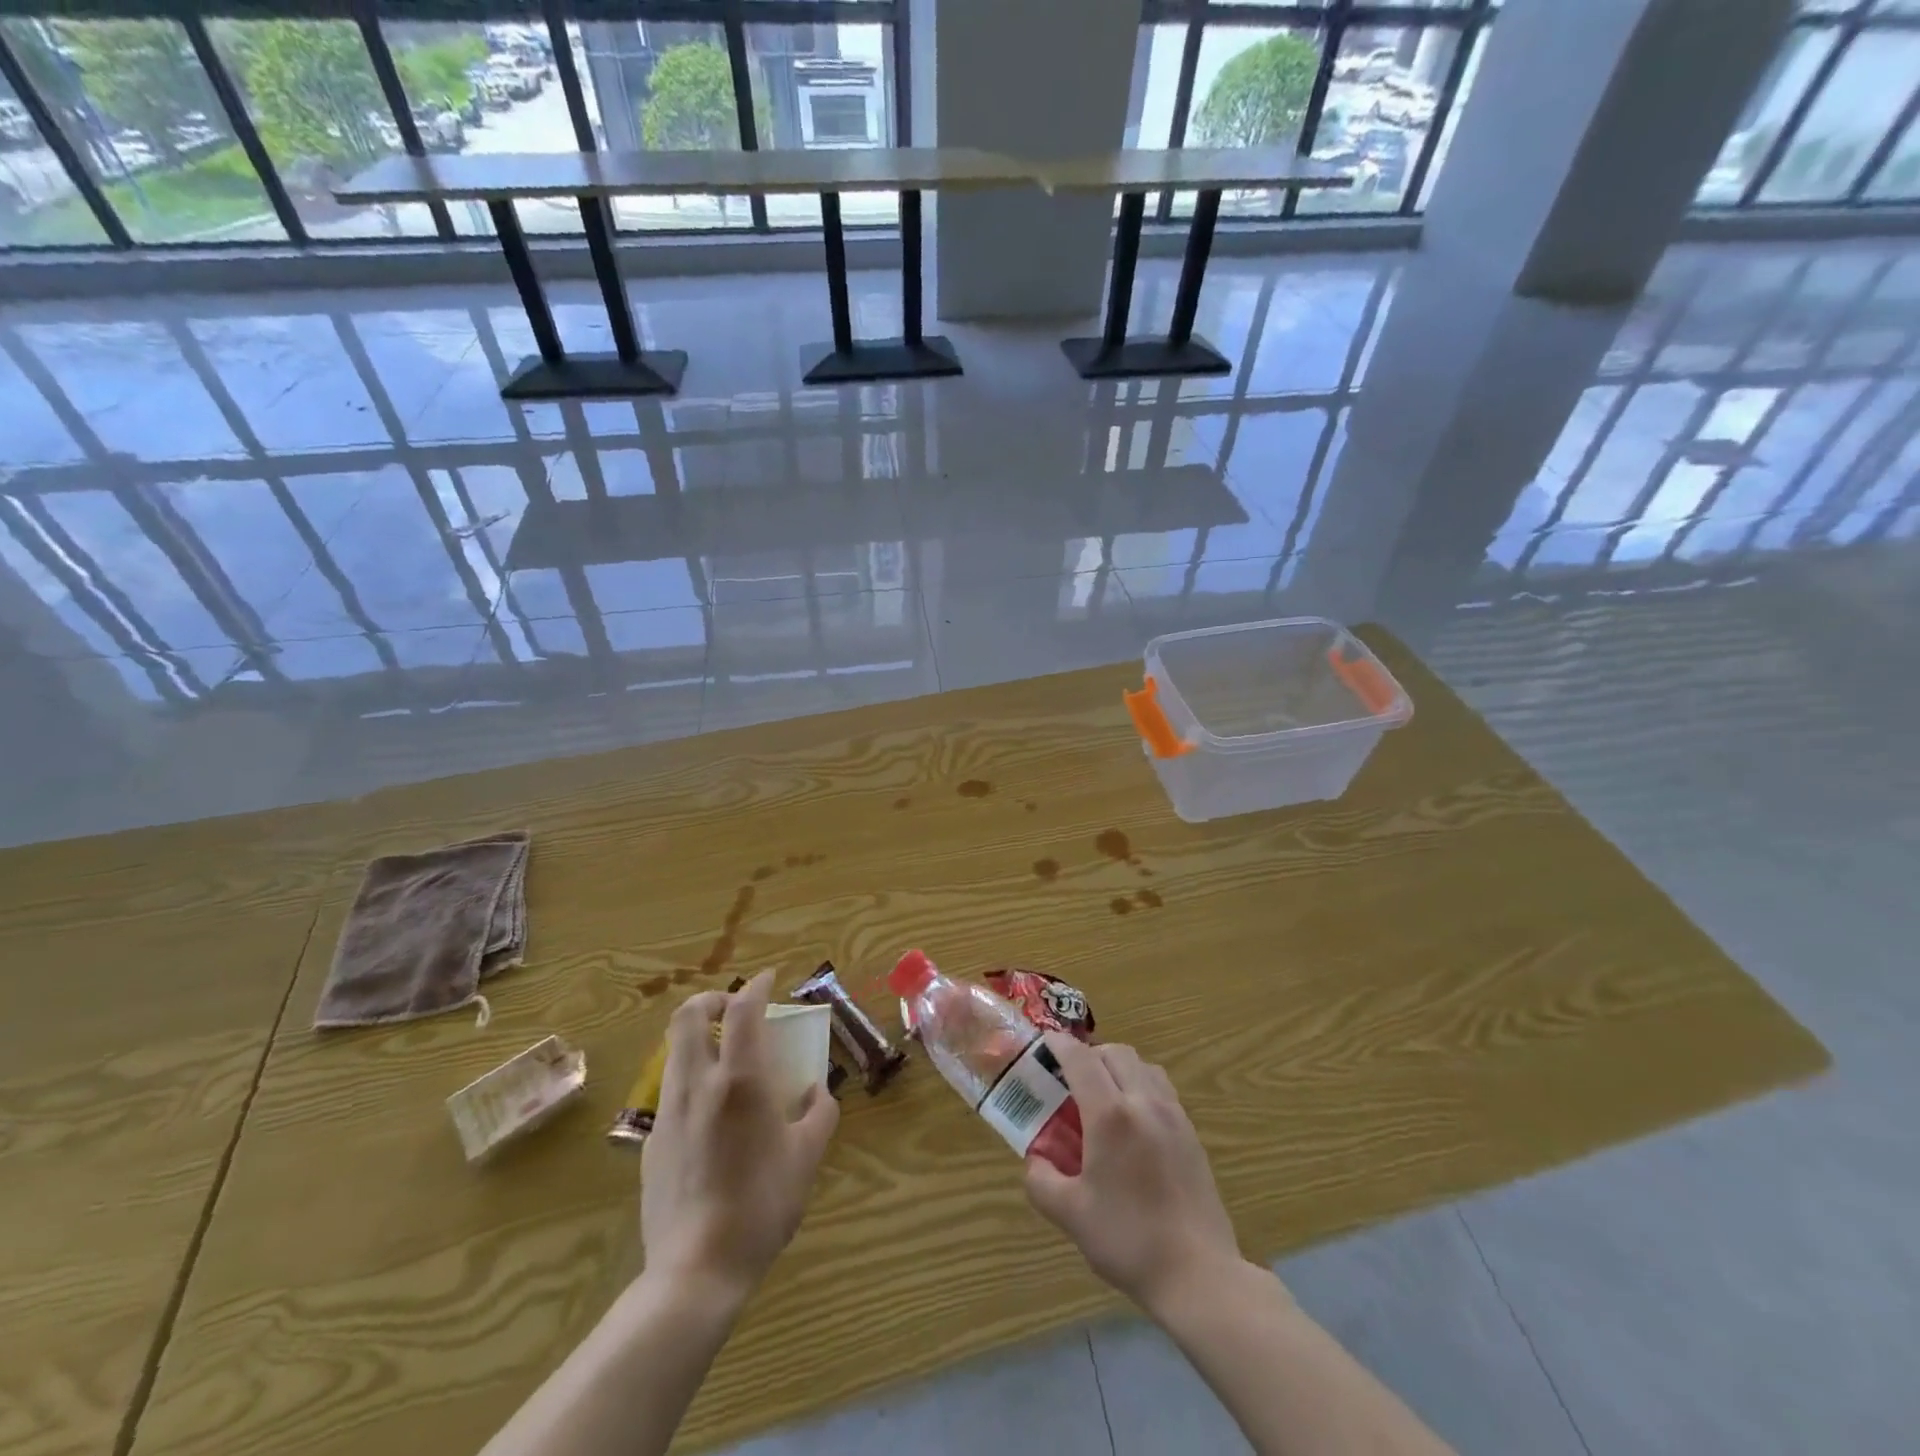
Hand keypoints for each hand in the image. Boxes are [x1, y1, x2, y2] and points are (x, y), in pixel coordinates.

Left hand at [640, 970, 839, 1305]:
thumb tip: (815, 1090)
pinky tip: (711, 1112)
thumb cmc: (761, 1205)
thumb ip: (819, 1113)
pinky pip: (671, 1091)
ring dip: (698, 1037)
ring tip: (725, 1056)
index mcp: (740, 1079)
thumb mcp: (806, 1157)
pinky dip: (691, 1078)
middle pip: (688, 1015)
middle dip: (711, 999)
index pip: (743, 1009)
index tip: (769, 979)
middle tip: (735, 1009)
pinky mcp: (652, 1142)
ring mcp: (668, 1112)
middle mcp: (698, 1083)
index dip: (757, 986)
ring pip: (674, 1050)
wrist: (695, 1272)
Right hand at [1024, 1035, 1243, 1317]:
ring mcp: (1173, 1115)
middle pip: (1115, 1052)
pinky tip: (1134, 1122)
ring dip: (1119, 1067)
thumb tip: (1035, 1160)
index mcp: (1109, 1115)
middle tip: (1071, 1079)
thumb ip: (1042, 1181)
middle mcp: (1143, 1102)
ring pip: (1143, 1066)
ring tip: (1104, 1096)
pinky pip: (1162, 1088)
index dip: (1059, 1044)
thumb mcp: (1070, 1215)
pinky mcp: (1191, 1134)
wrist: (1198, 1274)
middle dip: (1090, 1055)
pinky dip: (1141, 1086)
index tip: (1044, 1043)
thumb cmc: (1128, 1240)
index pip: (1080, 1059)